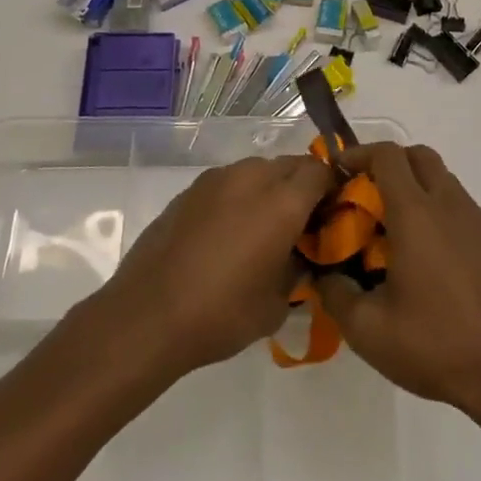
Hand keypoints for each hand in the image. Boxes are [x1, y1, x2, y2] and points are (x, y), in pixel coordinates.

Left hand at [90, 154, 331, 380]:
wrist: (148, 315)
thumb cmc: (221, 314)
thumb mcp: (276, 304)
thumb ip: (298, 269)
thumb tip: (302, 255)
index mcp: (282, 201)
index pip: (321, 172)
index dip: (332, 188)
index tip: (332, 214)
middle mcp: (252, 178)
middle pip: (290, 165)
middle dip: (302, 186)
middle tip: (301, 223)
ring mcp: (217, 179)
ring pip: (257, 169)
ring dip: (269, 188)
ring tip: (262, 227)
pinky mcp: (190, 189)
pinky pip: (228, 181)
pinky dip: (238, 196)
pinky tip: (227, 231)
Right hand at [316, 143, 480, 422]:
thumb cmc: (436, 345)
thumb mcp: (368, 329)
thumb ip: (335, 293)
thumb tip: (324, 273)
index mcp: (416, 213)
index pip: (387, 155)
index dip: (358, 154)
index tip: (338, 172)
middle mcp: (450, 205)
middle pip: (419, 156)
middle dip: (388, 163)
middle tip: (365, 194)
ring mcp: (479, 221)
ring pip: (443, 180)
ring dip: (415, 187)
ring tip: (394, 229)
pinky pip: (461, 207)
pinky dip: (438, 211)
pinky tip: (428, 258)